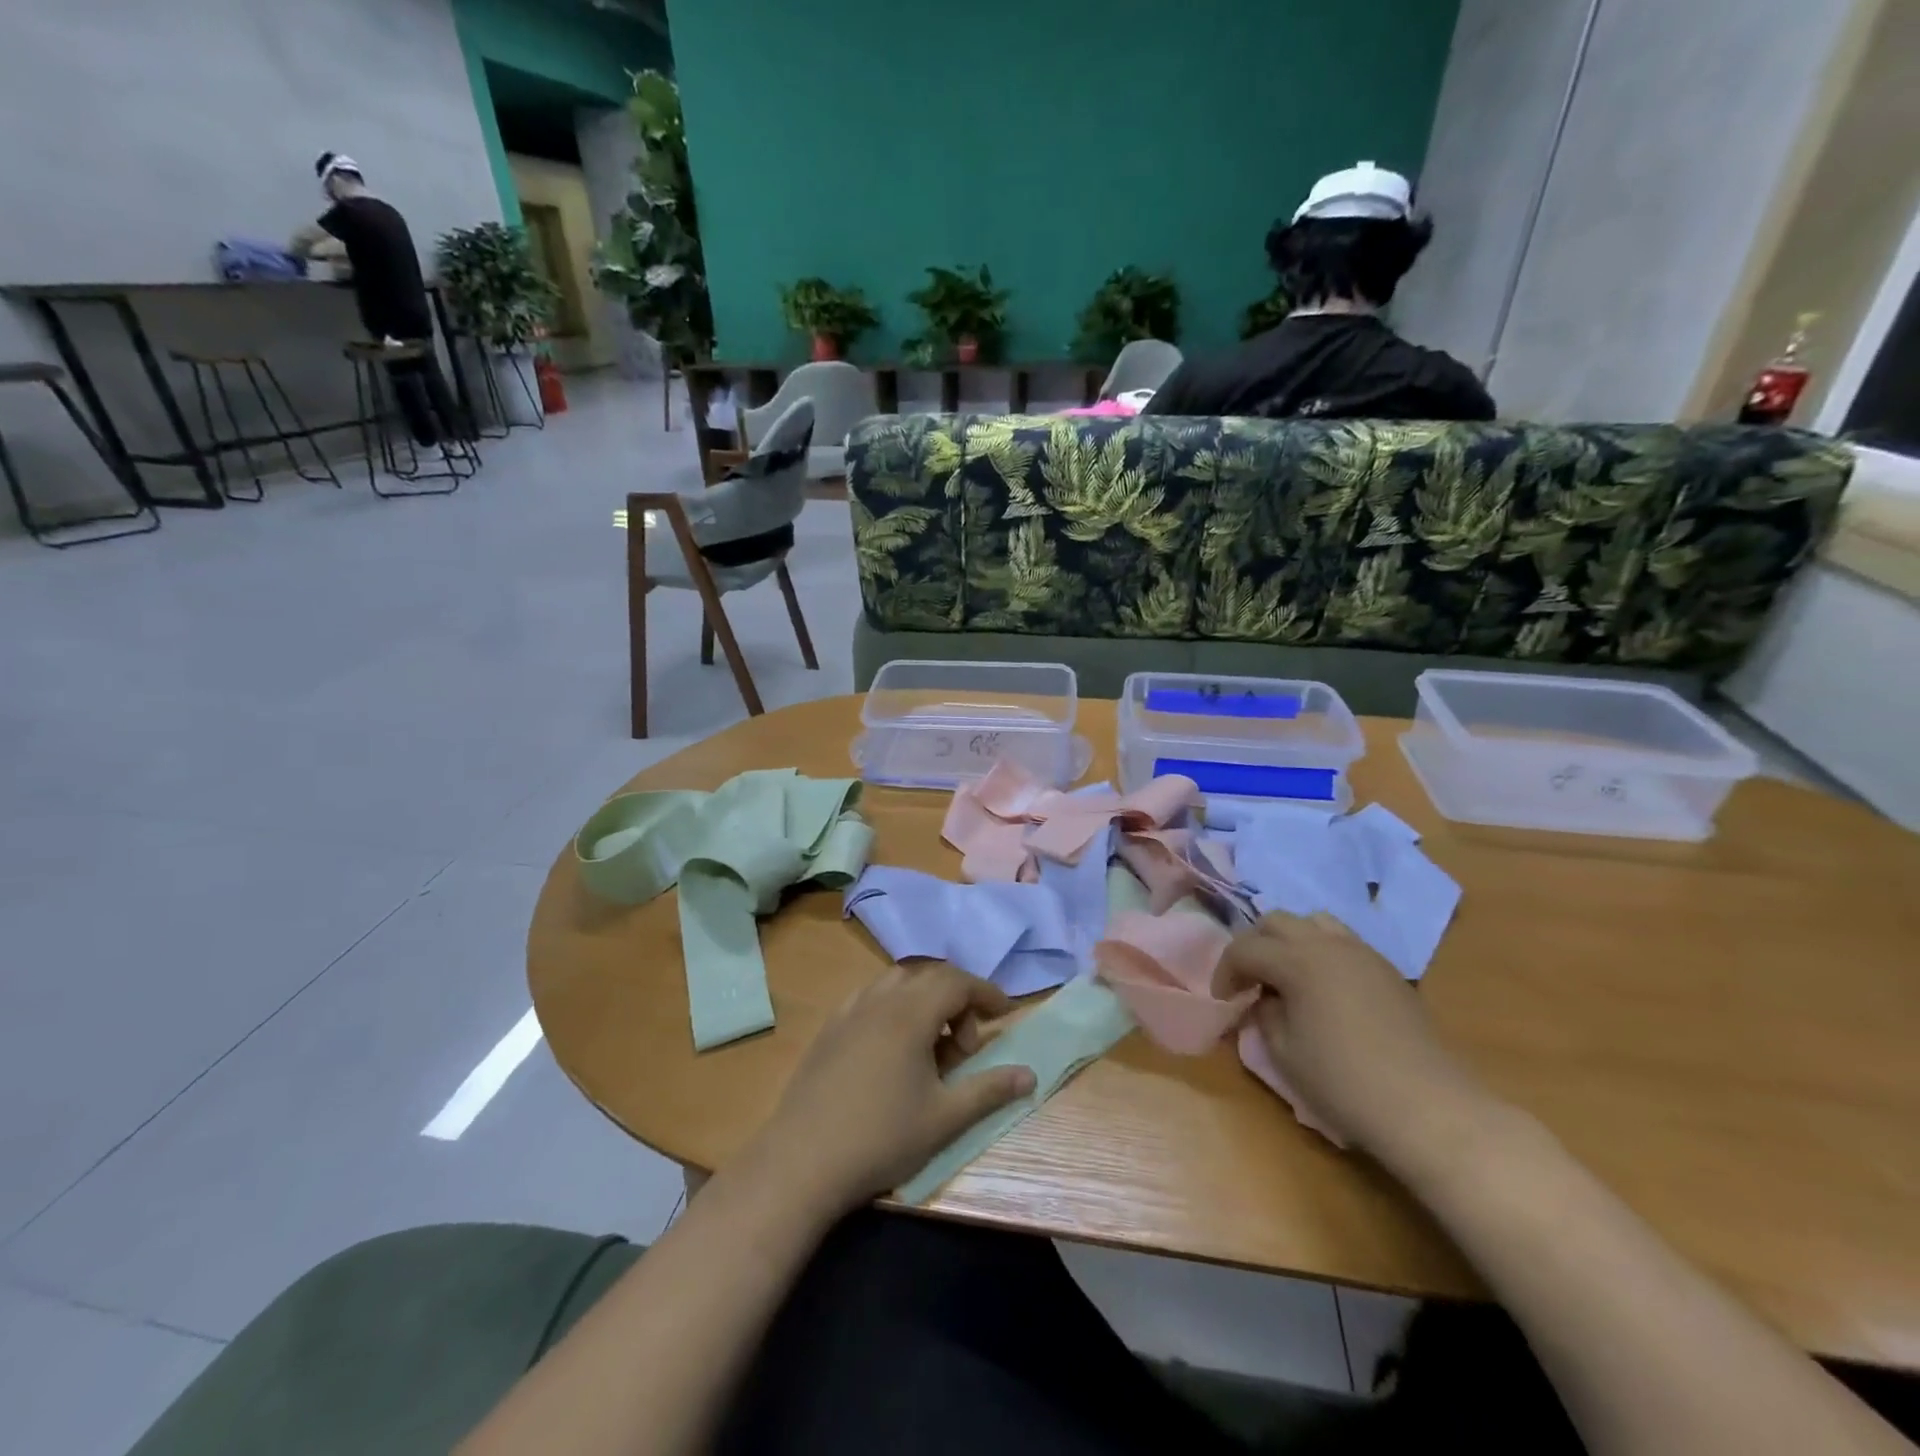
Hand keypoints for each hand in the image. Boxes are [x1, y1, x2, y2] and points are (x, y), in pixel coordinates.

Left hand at [748, 965, 1035, 1215]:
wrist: (803, 1160)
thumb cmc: (881, 1137)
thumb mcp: (945, 1118)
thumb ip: (990, 1090)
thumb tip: (1030, 1074)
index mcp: (910, 1013)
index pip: (957, 982)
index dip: (986, 992)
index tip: (1006, 1013)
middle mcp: (880, 1000)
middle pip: (929, 976)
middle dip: (957, 999)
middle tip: (966, 1045)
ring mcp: (849, 1011)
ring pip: (897, 983)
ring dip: (924, 1000)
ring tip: (932, 1043)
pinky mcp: (829, 1028)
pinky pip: (871, 998)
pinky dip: (894, 1006)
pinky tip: (893, 1046)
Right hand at [1219, 912, 1492, 1164]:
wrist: (1427, 1107)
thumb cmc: (1344, 1082)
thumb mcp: (1284, 1052)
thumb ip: (1265, 1014)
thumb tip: (1264, 999)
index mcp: (1297, 961)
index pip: (1245, 948)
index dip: (1225, 971)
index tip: (1224, 999)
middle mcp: (1328, 944)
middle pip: (1277, 921)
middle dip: (1255, 945)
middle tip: (1250, 980)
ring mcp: (1362, 953)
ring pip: (1313, 922)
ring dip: (1290, 941)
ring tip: (1287, 975)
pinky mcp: (1387, 970)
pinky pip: (1343, 941)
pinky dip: (1321, 951)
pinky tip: (1324, 988)